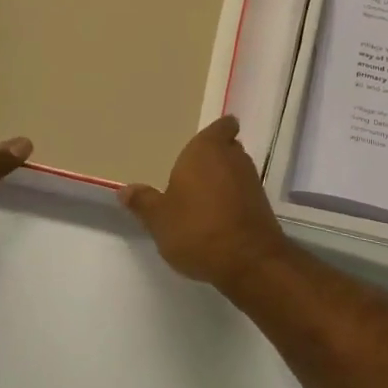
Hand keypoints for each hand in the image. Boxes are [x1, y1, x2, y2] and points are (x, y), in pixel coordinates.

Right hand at [119, 115, 291, 289]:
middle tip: (195, 172)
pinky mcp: (263, 207)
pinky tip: (218, 217)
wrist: (249, 262)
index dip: (217, 131)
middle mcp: (233, 158)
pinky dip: (234, 200)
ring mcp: (252, 182)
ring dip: (225, 180)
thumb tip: (125, 190)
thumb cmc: (197, 229)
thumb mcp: (159, 219)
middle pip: (228, 148)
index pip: (222, 126)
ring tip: (204, 197)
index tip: (206, 142)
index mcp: (206, 149)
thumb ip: (143, 202)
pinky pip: (244, 194)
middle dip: (215, 157)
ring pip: (237, 171)